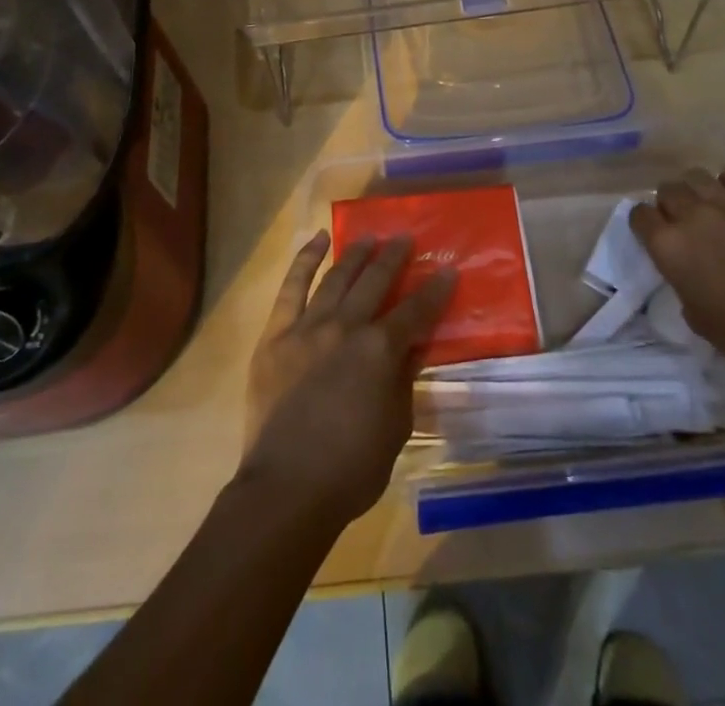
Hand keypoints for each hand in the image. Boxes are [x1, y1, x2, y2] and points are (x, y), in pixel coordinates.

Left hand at [240, 232, 454, 527]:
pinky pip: (292, 288)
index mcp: (380, 351)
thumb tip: (410, 349)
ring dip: (355, 254)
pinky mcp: (276, 334)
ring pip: (336, 278)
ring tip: (369, 235)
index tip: (448, 270)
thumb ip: (403, 382)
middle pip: (375, 282)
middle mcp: (346, 327)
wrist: (287, 489)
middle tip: (405, 238)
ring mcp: (308, 327)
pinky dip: (305, 261)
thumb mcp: (396, 428)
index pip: (415, 312)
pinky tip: (317, 241)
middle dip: (393, 257)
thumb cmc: (351, 470)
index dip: (435, 291)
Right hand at [630, 161, 724, 381]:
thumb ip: (681, 281)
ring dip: (697, 191)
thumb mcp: (694, 316)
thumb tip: (686, 269)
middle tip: (685, 224)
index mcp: (668, 245)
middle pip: (667, 190)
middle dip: (670, 205)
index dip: (645, 224)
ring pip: (696, 176)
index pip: (639, 215)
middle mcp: (691, 215)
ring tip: (710, 207)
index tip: (655, 235)